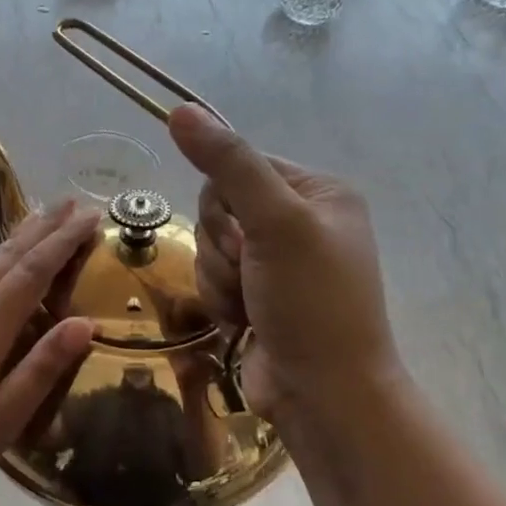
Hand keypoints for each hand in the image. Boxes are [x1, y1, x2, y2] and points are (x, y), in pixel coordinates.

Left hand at [0, 202, 99, 505]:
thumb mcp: (0, 424)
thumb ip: (40, 371)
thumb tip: (84, 324)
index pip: (31, 275)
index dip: (62, 243)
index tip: (90, 218)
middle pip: (7, 260)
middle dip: (42, 230)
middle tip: (72, 203)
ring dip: (11, 239)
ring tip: (36, 216)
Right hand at [167, 105, 400, 426]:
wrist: (324, 395)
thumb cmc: (312, 303)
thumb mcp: (275, 223)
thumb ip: (229, 164)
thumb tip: (181, 109)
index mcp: (318, 192)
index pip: (238, 166)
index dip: (226, 202)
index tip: (245, 236)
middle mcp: (299, 220)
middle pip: (218, 208)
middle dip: (223, 247)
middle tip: (251, 272)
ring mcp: (277, 261)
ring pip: (209, 245)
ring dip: (219, 278)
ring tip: (250, 306)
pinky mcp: (257, 294)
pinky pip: (212, 277)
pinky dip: (219, 299)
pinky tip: (243, 323)